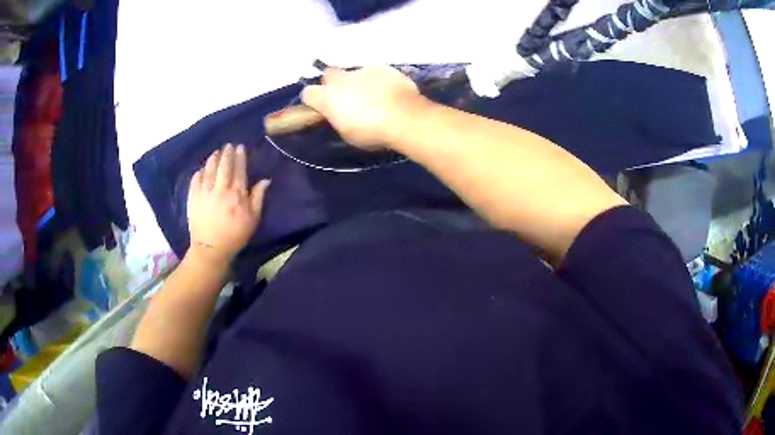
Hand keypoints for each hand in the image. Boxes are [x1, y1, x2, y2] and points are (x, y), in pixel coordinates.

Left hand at [187, 144, 268, 265]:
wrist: (211, 249)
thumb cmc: (235, 235)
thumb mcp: (253, 219)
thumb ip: (258, 197)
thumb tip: (265, 180)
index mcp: (236, 193)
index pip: (239, 169)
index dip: (240, 157)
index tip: (240, 147)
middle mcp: (220, 188)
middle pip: (223, 165)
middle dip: (226, 153)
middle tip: (228, 146)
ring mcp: (204, 192)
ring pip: (209, 169)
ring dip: (213, 159)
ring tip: (216, 153)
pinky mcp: (193, 198)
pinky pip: (195, 180)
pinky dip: (199, 172)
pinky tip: (201, 170)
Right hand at [301, 66, 425, 149]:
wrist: (404, 117)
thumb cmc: (372, 132)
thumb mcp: (348, 133)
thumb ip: (339, 118)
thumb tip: (339, 113)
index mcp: (328, 98)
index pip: (308, 93)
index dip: (314, 100)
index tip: (321, 107)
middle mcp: (341, 79)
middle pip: (329, 74)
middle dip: (334, 83)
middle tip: (346, 96)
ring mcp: (363, 70)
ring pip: (355, 73)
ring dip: (359, 82)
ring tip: (374, 96)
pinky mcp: (383, 67)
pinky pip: (376, 73)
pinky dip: (379, 81)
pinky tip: (389, 92)